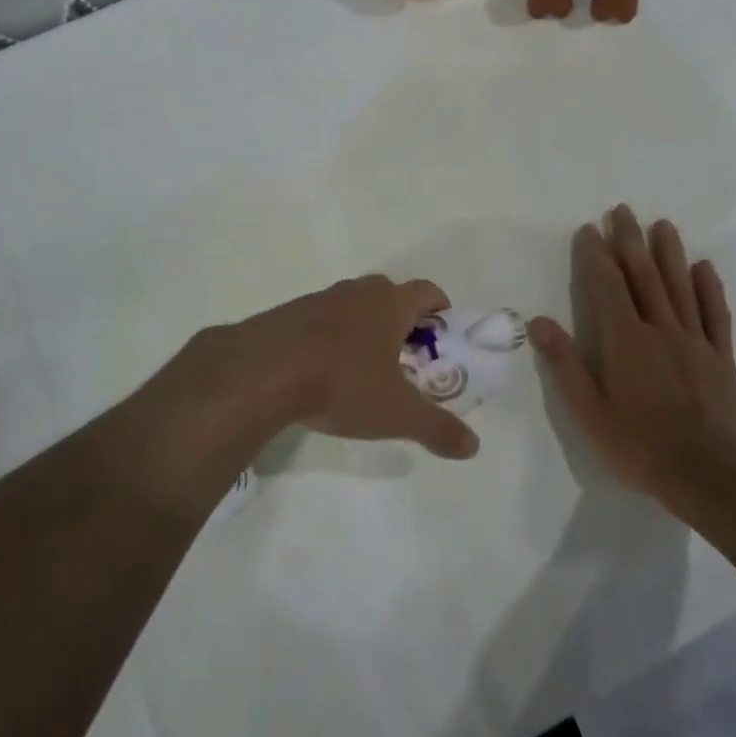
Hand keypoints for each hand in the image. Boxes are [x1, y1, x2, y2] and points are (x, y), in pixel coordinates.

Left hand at [164, 275, 480, 462]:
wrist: (262, 371)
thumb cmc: (342, 383)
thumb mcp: (397, 414)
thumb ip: (437, 428)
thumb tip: (473, 446)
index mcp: (390, 304)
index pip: (426, 290)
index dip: (439, 307)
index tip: (441, 332)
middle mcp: (357, 292)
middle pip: (388, 293)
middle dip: (401, 318)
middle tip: (405, 354)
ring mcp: (318, 299)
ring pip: (351, 304)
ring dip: (362, 326)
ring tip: (361, 366)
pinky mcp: (286, 314)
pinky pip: (318, 319)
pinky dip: (327, 336)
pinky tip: (320, 370)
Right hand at [529, 206, 735, 506]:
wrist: (707, 474)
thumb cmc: (638, 444)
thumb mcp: (588, 411)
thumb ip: (565, 363)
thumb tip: (539, 321)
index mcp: (624, 340)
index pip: (607, 286)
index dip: (597, 255)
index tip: (590, 229)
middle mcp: (659, 329)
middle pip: (643, 276)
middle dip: (631, 241)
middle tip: (624, 210)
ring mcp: (694, 341)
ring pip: (680, 287)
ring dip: (669, 254)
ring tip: (663, 225)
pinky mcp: (720, 357)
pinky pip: (715, 315)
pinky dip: (710, 288)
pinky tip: (704, 267)